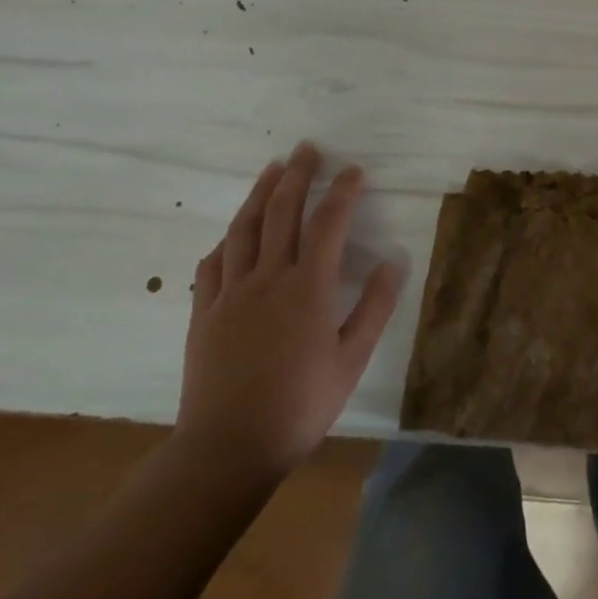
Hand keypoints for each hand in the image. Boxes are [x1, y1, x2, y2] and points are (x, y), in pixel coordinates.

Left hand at [174, 143, 403, 482]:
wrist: (227, 450)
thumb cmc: (300, 404)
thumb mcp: (352, 359)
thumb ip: (374, 306)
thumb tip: (393, 260)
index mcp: (308, 287)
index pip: (329, 223)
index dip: (343, 192)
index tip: (354, 171)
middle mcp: (268, 278)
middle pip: (282, 212)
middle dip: (298, 176)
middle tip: (307, 149)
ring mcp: (230, 294)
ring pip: (244, 229)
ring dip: (260, 194)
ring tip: (272, 169)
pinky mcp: (204, 314)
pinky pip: (212, 264)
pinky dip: (227, 239)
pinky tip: (233, 232)